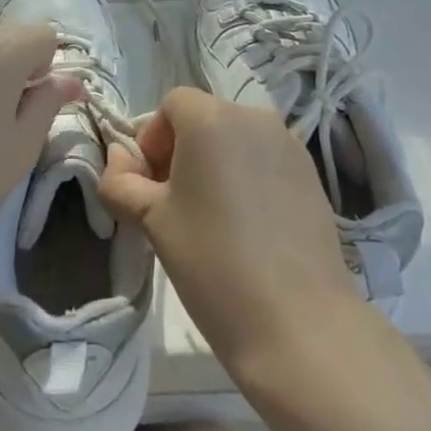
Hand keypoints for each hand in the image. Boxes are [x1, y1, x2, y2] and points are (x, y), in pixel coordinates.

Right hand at [98, 87, 358, 381]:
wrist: (299, 325)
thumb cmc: (212, 261)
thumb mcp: (151, 220)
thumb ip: (121, 181)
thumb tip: (118, 159)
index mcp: (211, 118)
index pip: (171, 105)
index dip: (152, 140)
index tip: (150, 186)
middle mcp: (254, 118)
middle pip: (205, 119)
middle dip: (182, 152)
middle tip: (173, 204)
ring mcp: (290, 146)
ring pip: (237, 141)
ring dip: (215, 165)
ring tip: (211, 219)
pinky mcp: (312, 177)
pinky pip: (265, 162)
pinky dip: (247, 180)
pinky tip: (246, 229)